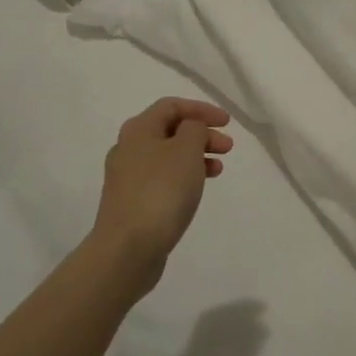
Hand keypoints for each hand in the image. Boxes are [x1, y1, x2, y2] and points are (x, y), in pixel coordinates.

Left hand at [91, 97, 233, 293]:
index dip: (202, 109)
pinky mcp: (132, 202)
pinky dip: (184, 177)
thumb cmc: (161, 191)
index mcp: (138, 129)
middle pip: (170, 130)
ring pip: (168, 156)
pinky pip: (163, 179)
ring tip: (218, 170)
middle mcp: (128, 148)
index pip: (172, 106)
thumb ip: (195, 129)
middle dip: (202, 134)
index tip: (227, 123)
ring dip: (196, 156)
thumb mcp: (186, 150)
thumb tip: (191, 128)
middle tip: (228, 148)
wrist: (127, 249)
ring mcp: (127, 178)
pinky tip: (197, 190)